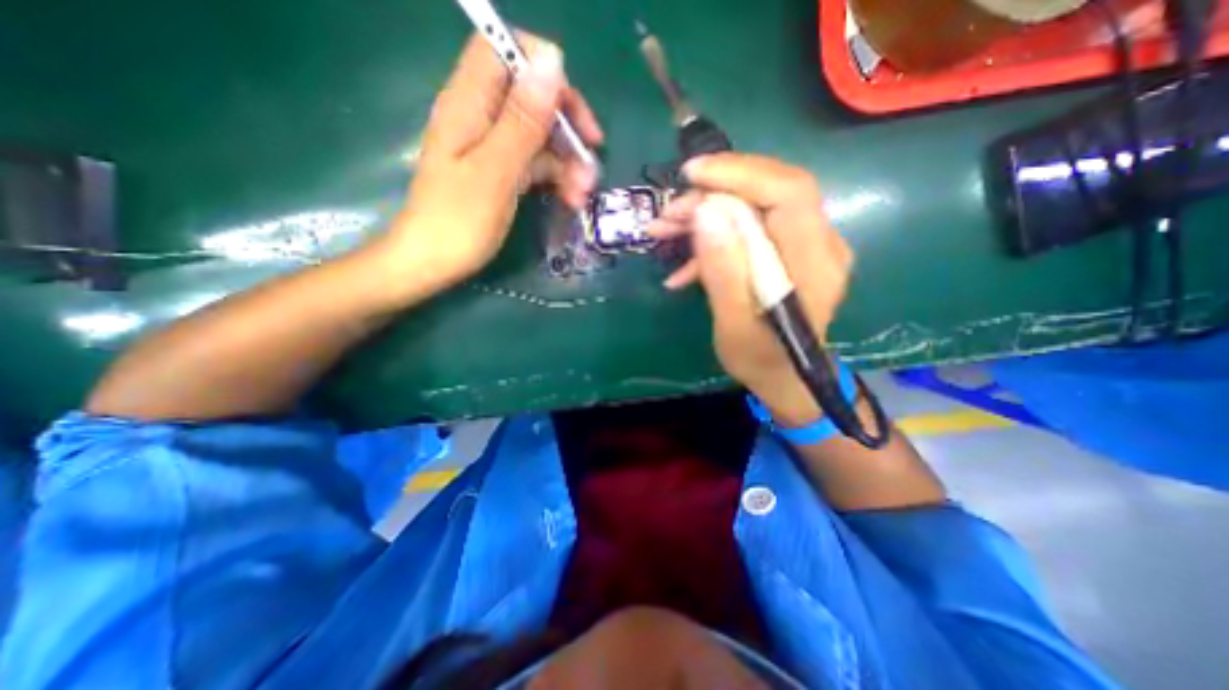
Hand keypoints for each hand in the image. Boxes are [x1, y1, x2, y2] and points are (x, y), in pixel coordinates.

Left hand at [377, 32, 604, 290]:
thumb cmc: (458, 222)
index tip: (571, 108)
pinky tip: (570, 198)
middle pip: (531, 96)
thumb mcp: (495, 171)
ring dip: (566, 160)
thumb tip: (553, 63)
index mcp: (469, 103)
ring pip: (538, 135)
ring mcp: (492, 146)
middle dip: (566, 125)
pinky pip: (534, 162)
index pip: (505, 51)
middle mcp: (481, 117)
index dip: (542, 68)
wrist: (431, 263)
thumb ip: (523, 120)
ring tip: (583, 194)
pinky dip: (554, 177)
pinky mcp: (500, 172)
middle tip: (592, 157)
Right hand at [652, 154, 855, 427]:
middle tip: (668, 214)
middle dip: (713, 195)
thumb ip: (723, 271)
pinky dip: (714, 238)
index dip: (740, 174)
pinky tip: (683, 264)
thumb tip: (705, 213)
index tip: (692, 175)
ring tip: (665, 230)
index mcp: (814, 265)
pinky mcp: (789, 251)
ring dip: (706, 214)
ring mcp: (806, 246)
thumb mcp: (732, 324)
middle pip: (769, 192)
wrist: (783, 376)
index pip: (788, 193)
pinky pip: (751, 228)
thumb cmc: (759, 360)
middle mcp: (820, 244)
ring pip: (756, 207)